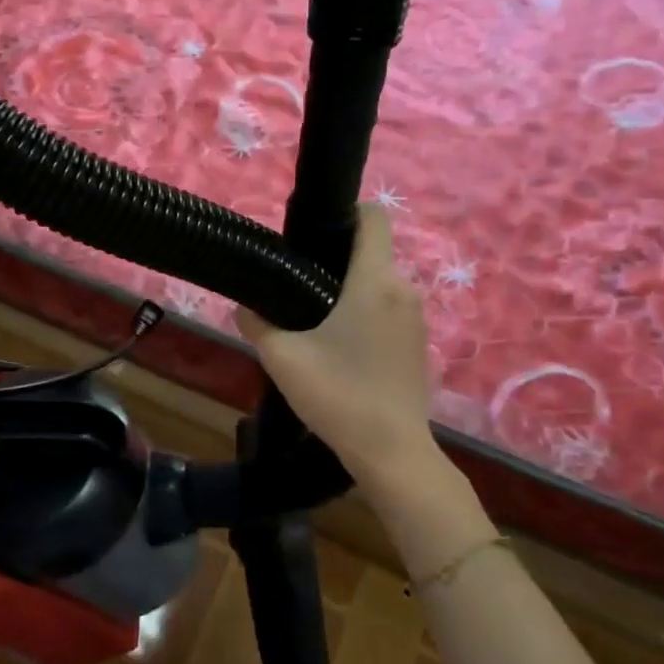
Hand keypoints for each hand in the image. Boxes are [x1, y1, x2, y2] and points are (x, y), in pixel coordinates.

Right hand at [236, 205, 445, 502]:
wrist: (391, 451)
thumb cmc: (338, 394)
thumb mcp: (282, 358)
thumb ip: (258, 324)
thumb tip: (245, 307)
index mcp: (374, 281)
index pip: (374, 217)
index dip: (346, 212)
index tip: (313, 233)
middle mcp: (403, 290)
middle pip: (371, 253)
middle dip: (336, 259)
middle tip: (296, 284)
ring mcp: (416, 319)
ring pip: (379, 285)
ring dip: (349, 291)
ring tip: (313, 318)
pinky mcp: (418, 345)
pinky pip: (388, 311)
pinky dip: (364, 315)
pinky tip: (338, 347)